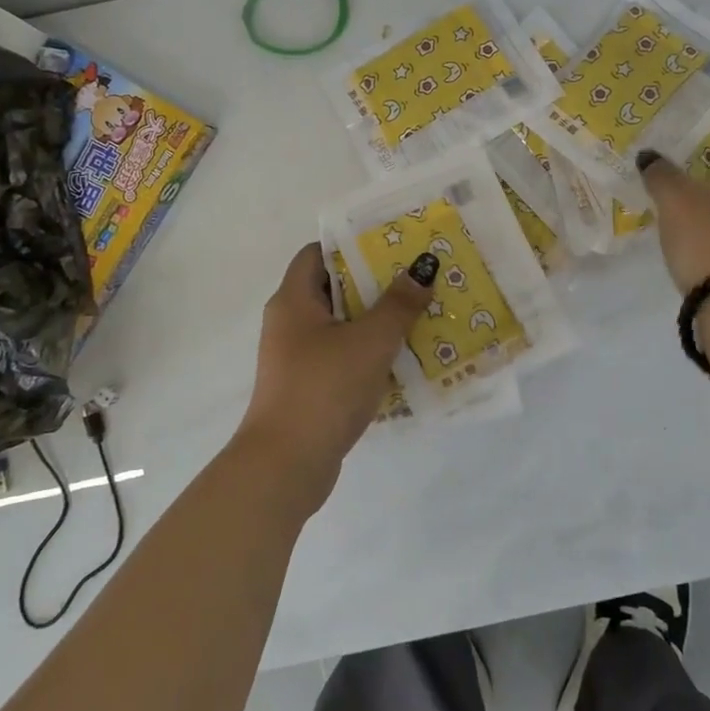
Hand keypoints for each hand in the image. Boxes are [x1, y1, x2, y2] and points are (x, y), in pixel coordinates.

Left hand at [232, 242, 434, 506]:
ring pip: (341, 325)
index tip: (392, 245)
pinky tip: (402, 359)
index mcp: (294, 300)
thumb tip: (423, 266)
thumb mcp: (370, 341)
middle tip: (417, 279)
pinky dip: (368, 352)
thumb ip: (399, 303)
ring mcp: (296, 357)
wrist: (286, 466)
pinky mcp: (308, 386)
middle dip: (375, 283)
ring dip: (376, 320)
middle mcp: (289, 323)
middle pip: (334, 288)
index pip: (318, 253)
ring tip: (419, 315)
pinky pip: (342, 356)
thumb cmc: (324, 388)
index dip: (353, 244)